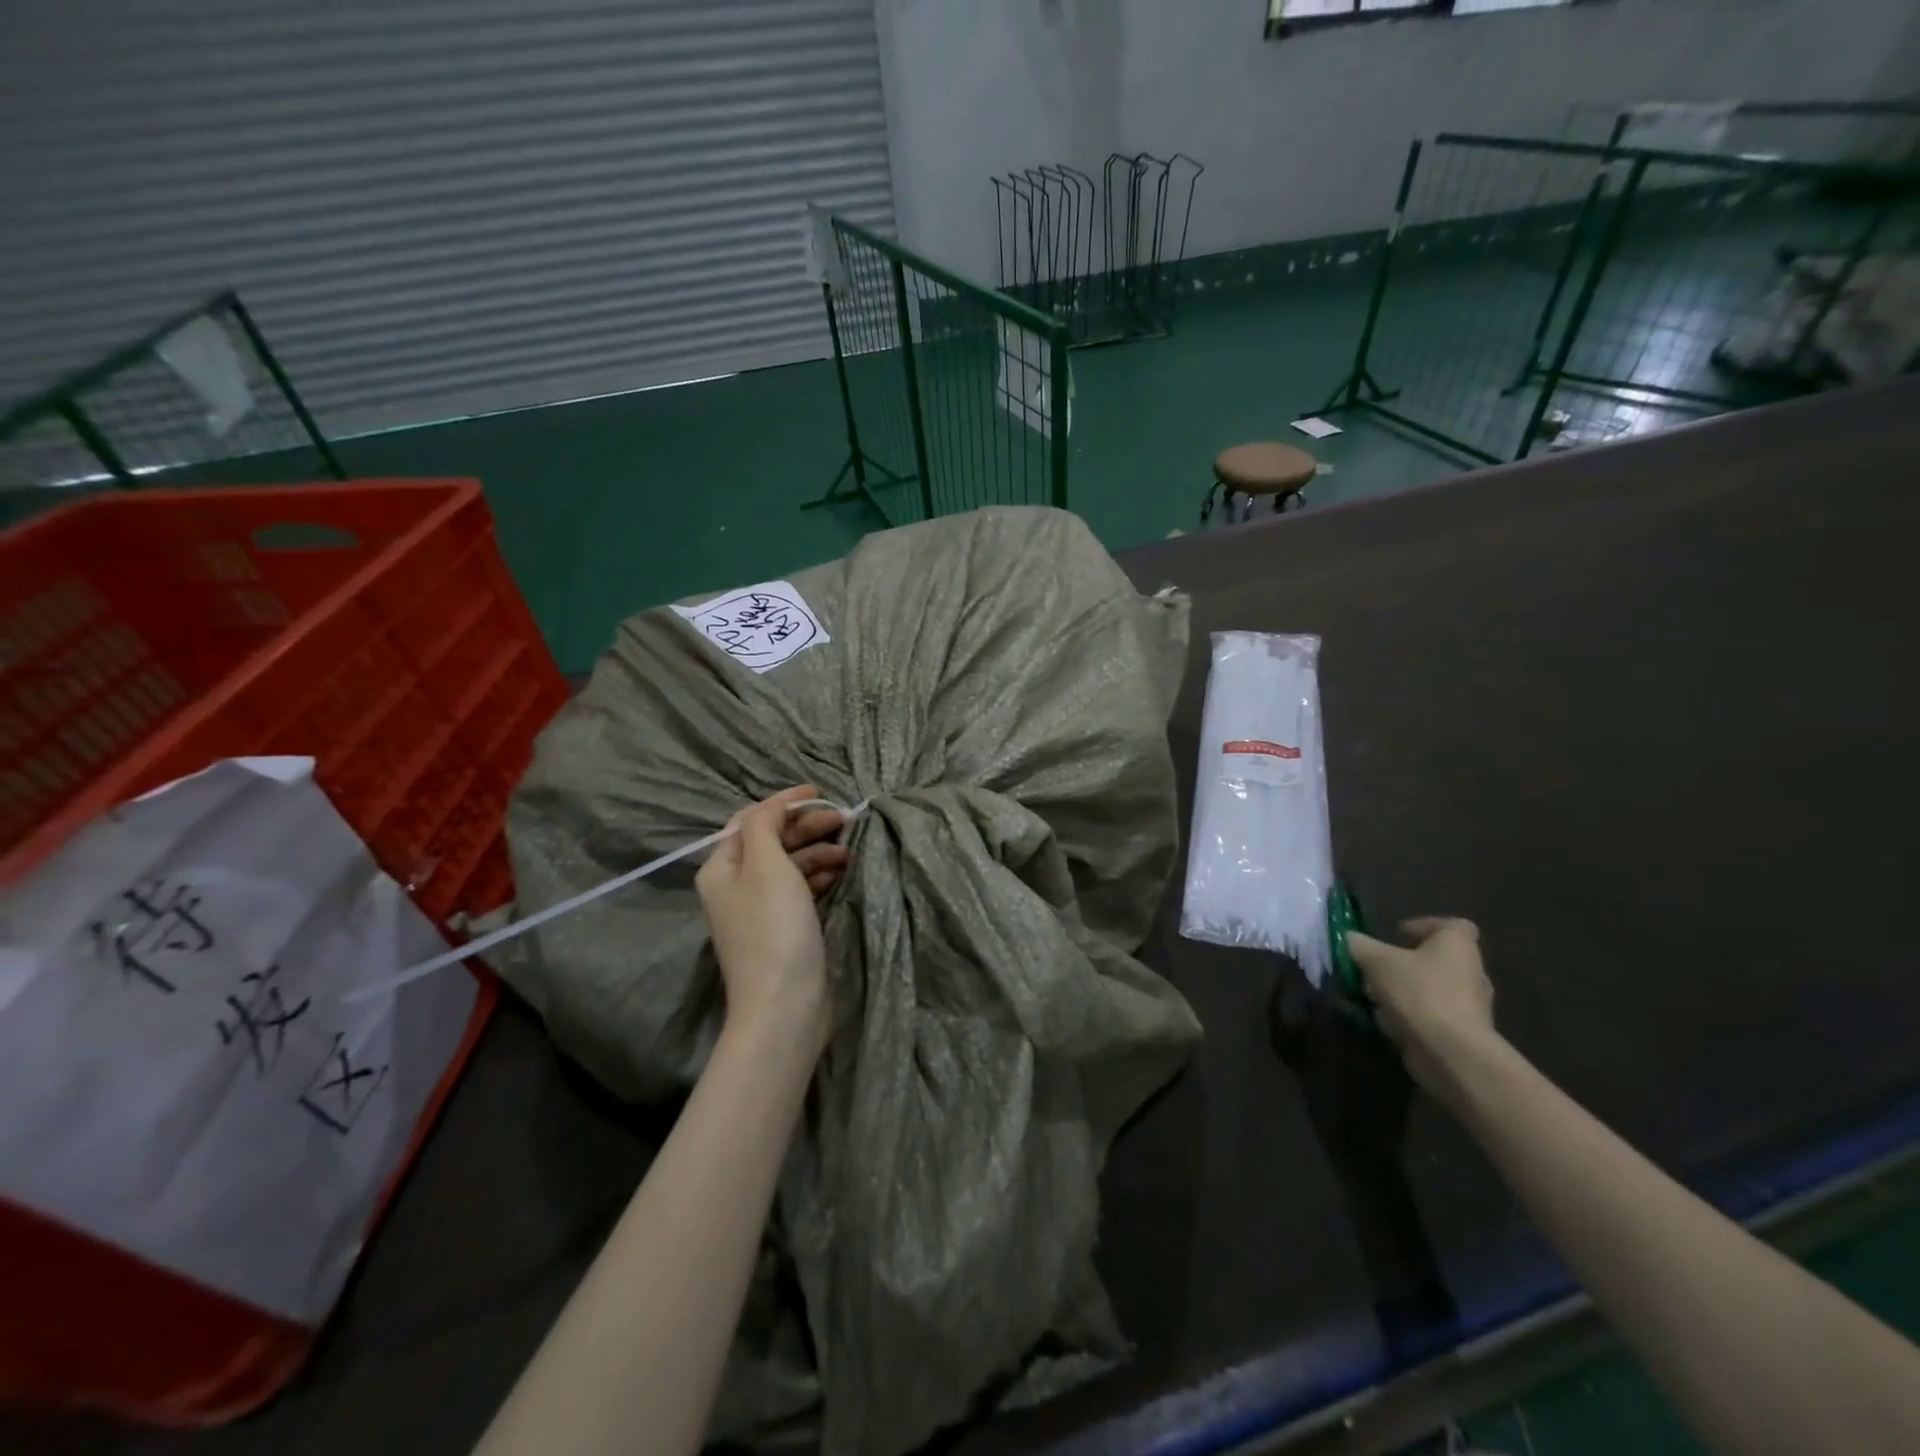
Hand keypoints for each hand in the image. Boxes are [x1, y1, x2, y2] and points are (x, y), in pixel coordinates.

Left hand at [695, 785, 849, 1048]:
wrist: (784, 1006)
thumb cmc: (774, 928)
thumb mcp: (766, 865)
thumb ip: (765, 826)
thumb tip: (773, 808)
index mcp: (722, 867)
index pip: (752, 819)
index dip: (785, 802)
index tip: (821, 793)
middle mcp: (735, 885)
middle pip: (772, 841)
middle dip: (807, 826)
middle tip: (845, 821)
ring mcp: (759, 910)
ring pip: (789, 865)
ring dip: (818, 851)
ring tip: (849, 851)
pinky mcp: (782, 929)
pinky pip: (800, 889)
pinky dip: (819, 876)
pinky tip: (841, 874)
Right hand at [1346, 918, 1497, 1097]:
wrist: (1452, 1053)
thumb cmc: (1419, 993)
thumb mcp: (1376, 961)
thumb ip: (1360, 946)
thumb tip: (1350, 939)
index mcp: (1457, 946)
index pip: (1452, 925)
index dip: (1424, 926)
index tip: (1397, 935)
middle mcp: (1470, 971)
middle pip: (1435, 959)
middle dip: (1403, 963)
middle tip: (1376, 967)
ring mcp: (1469, 1005)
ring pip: (1429, 988)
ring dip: (1401, 990)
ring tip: (1372, 997)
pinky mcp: (1462, 1033)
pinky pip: (1430, 1015)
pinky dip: (1408, 1016)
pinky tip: (1383, 1021)